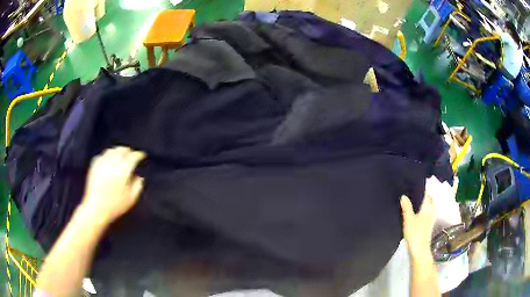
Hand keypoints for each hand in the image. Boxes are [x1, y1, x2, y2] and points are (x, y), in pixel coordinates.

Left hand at [80, 147, 146, 224]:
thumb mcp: (131, 199)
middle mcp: (113, 162)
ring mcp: (102, 162)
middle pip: (122, 150)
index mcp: (123, 169)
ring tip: (121, 156)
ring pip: (112, 150)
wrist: (95, 208)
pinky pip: (102, 155)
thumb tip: (139, 177)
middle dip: (128, 151)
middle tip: (132, 155)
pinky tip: (108, 161)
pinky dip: (108, 156)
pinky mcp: (94, 165)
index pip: (133, 157)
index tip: (142, 156)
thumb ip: (137, 186)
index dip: (139, 155)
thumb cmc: (115, 206)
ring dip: (118, 152)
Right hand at [400, 193, 435, 260]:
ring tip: (413, 200)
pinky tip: (415, 212)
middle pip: (428, 199)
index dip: (421, 187)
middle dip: (422, 194)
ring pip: (427, 206)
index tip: (414, 183)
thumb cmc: (415, 233)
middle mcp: (431, 210)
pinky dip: (421, 209)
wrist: (419, 250)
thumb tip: (404, 195)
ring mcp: (430, 217)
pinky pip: (426, 212)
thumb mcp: (408, 219)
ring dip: (422, 202)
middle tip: (412, 191)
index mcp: (428, 206)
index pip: (426, 193)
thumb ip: (407, 207)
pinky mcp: (428, 224)